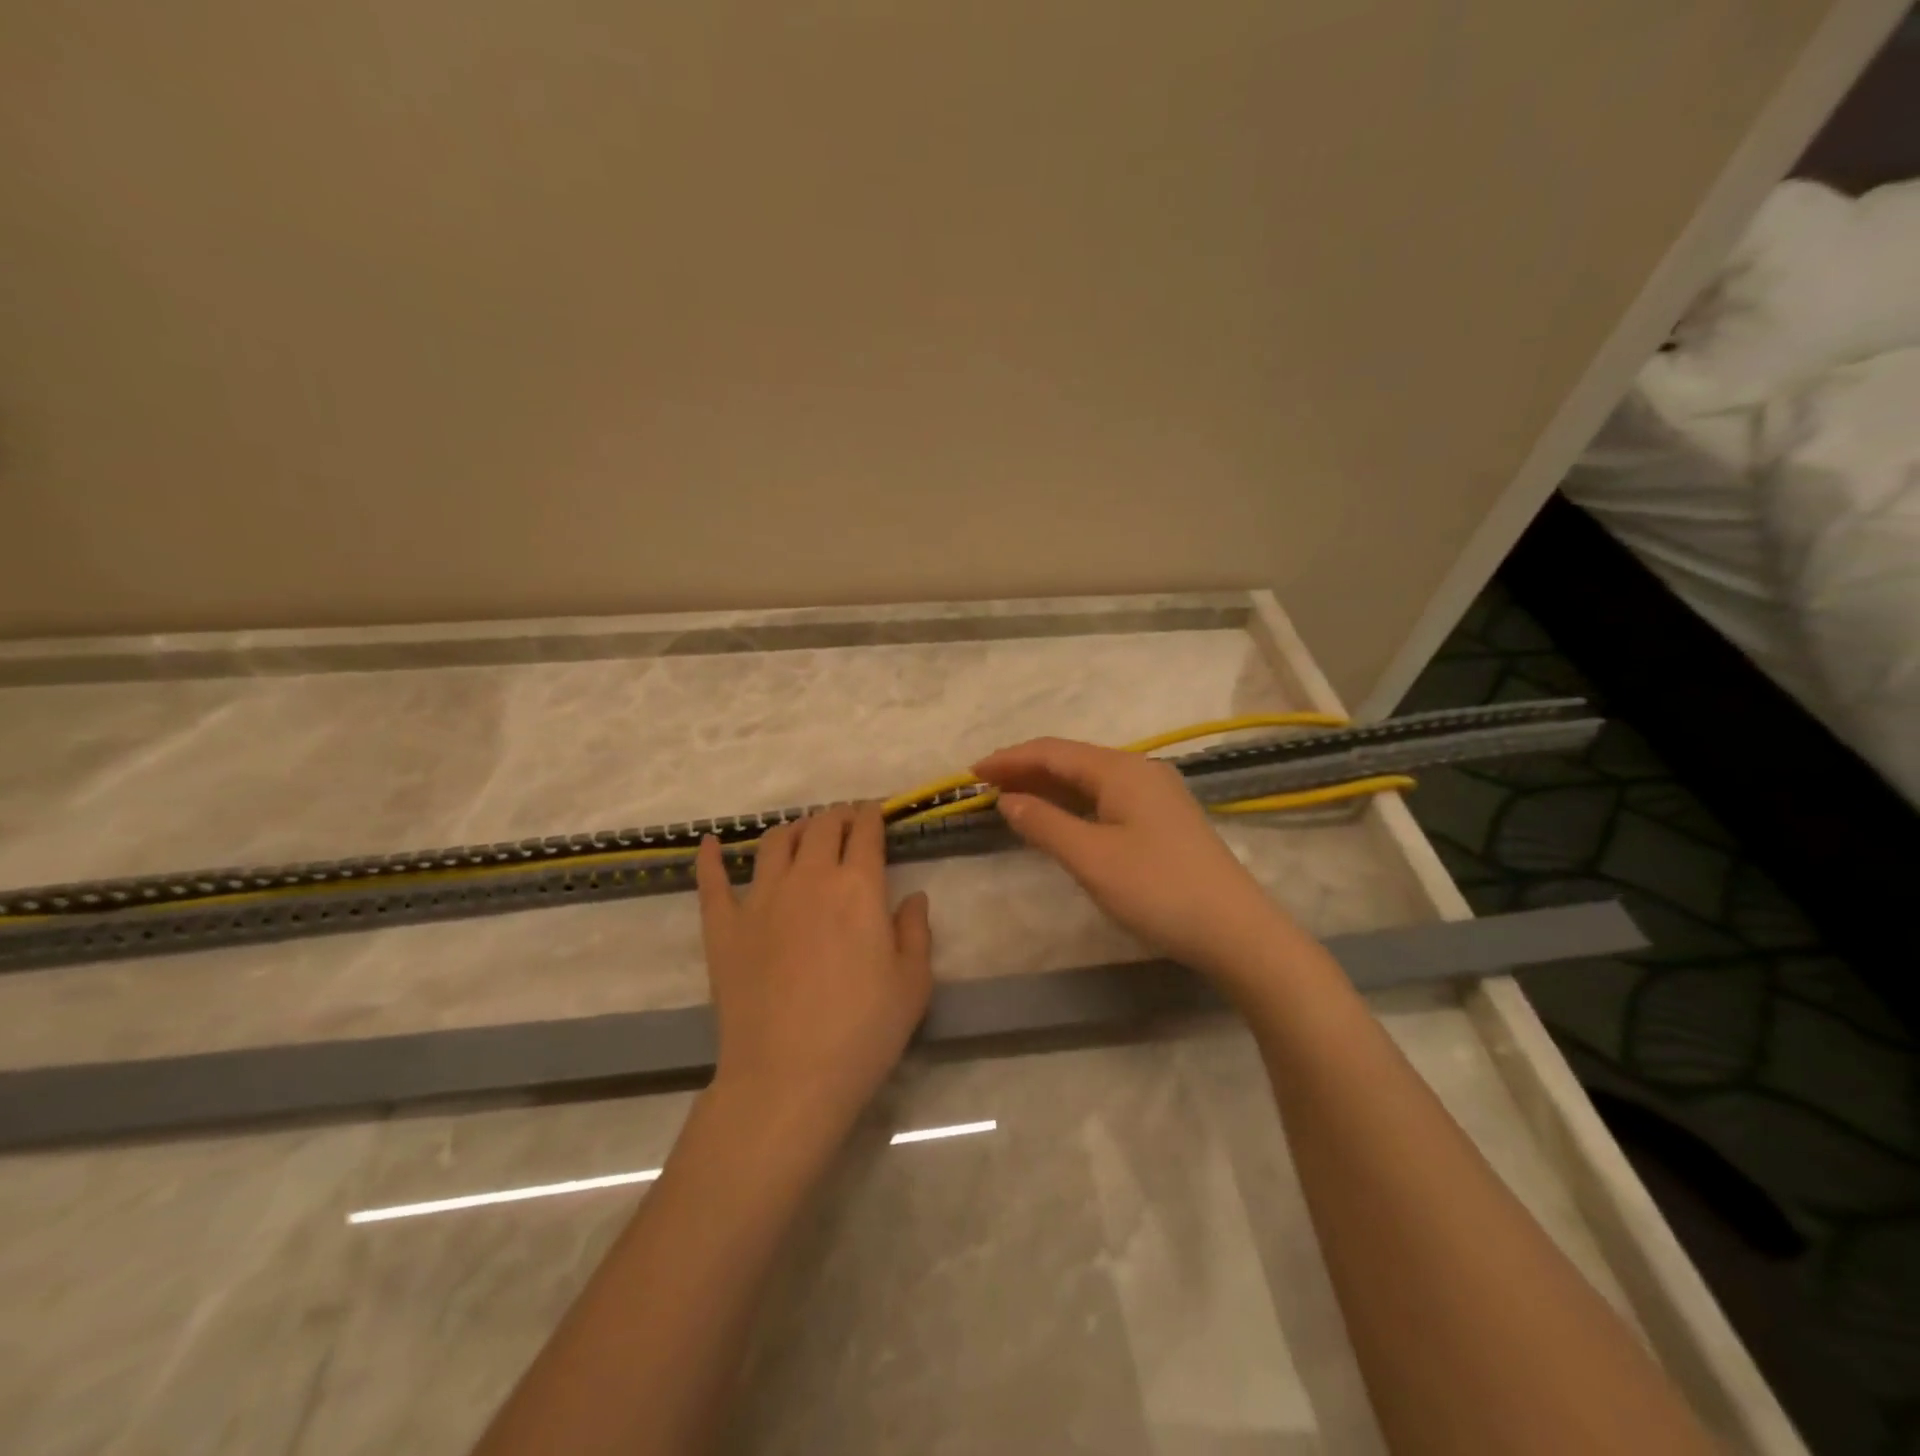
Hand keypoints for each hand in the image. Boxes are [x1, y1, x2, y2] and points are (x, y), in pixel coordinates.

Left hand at [694, 805, 932, 1131]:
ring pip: (775, 843)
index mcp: (857, 887)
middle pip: (821, 827)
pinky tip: (708, 843)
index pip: (865, 832)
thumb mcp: (913, 984)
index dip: (872, 815)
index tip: (875, 812)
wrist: (788, 1078)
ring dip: (793, 829)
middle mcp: (808, 879)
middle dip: (838, 816)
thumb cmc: (863, 1032)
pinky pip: (712, 881)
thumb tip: (913, 897)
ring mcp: (760, 899)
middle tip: (846, 822)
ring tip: (801, 832)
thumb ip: (916, 931)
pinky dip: (710, 857)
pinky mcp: (723, 927)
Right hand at [973, 737, 1299, 990]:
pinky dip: (1072, 804)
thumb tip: (1008, 800)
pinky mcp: (1162, 819)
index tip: (971, 772)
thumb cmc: (1158, 890)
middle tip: (984, 785)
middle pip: (1071, 760)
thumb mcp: (1091, 858)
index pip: (1053, 752)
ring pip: (1089, 780)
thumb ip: (1045, 824)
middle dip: (1025, 769)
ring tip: (1010, 798)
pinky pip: (1105, 798)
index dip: (1009, 759)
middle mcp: (1139, 771)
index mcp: (1121, 770)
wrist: (1236, 931)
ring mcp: (1155, 794)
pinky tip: (1057, 818)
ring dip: (1048, 787)